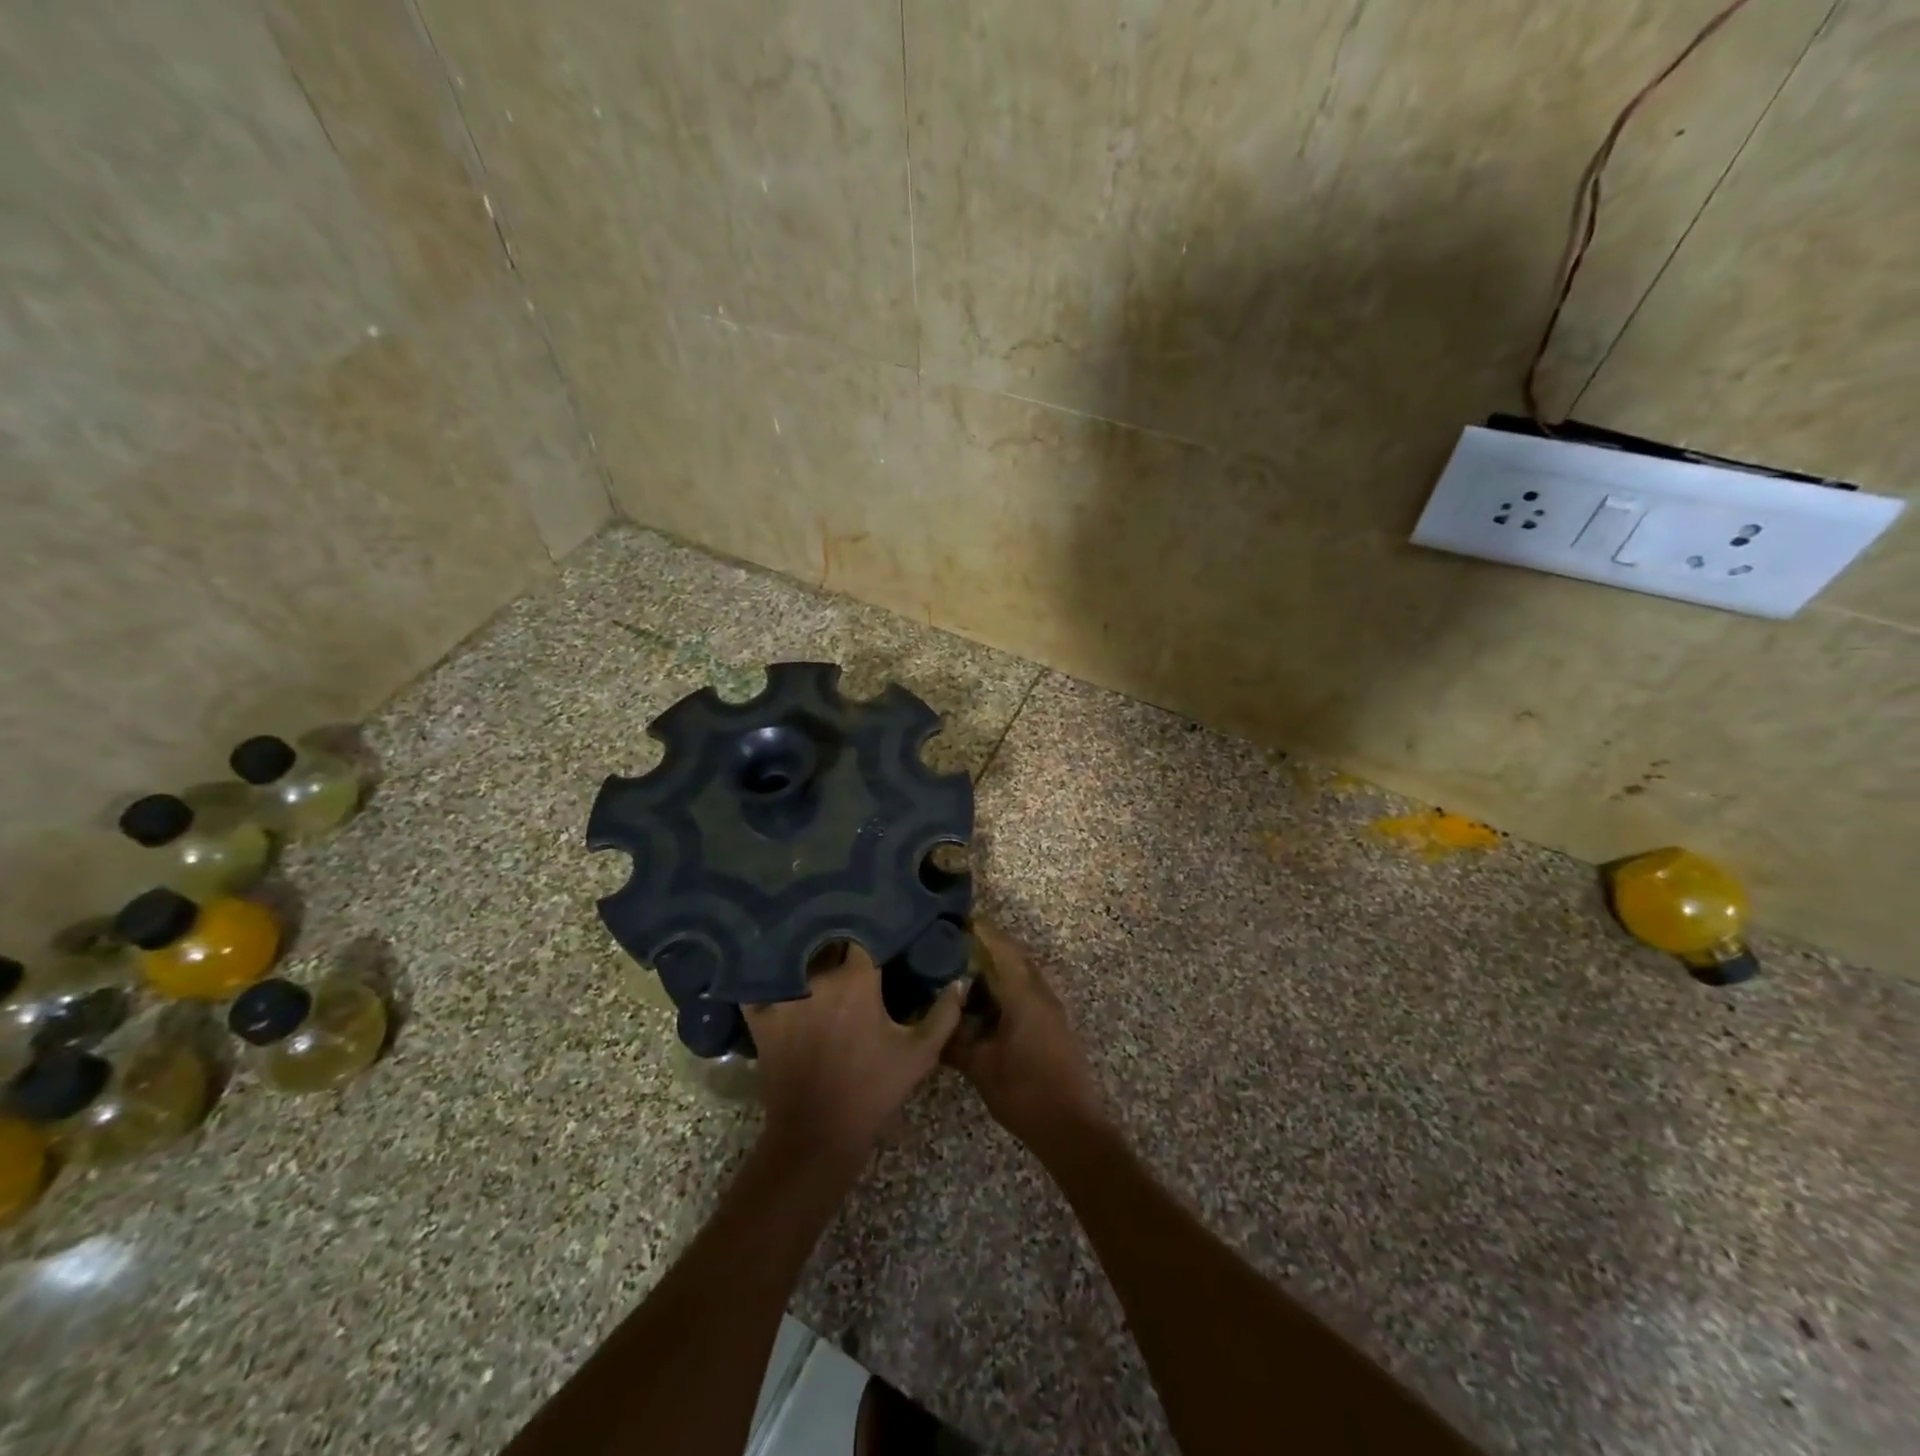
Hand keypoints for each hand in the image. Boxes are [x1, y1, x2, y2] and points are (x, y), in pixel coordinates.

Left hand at [743, 943, 963, 1164]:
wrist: (819, 1136)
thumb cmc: (873, 1091)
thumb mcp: (919, 1055)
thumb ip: (943, 1014)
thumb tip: (960, 981)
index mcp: (857, 980)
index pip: (863, 937)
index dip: (871, 931)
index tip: (878, 930)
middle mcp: (818, 979)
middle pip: (826, 943)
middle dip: (837, 940)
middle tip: (846, 940)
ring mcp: (785, 997)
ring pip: (794, 959)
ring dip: (804, 953)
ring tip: (810, 946)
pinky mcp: (761, 1018)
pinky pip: (757, 986)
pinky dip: (763, 978)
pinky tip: (769, 970)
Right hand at [945, 922, 1108, 1149]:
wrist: (1071, 1127)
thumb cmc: (1024, 1092)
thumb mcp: (980, 1067)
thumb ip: (955, 1039)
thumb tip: (934, 1019)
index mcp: (1024, 994)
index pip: (1001, 949)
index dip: (981, 932)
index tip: (959, 920)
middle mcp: (1041, 993)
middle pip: (1015, 957)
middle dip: (989, 946)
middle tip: (957, 944)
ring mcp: (1051, 1009)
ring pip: (1023, 974)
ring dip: (999, 968)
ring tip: (967, 971)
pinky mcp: (1054, 1025)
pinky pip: (1028, 992)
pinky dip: (1008, 987)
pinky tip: (987, 1003)